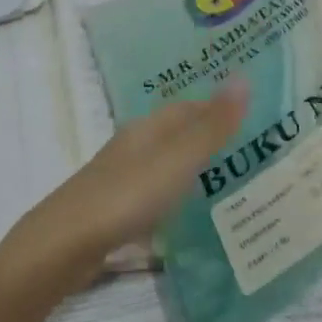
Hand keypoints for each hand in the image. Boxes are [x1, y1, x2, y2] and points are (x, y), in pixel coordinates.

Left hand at [0, 83, 248, 296]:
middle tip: (253, 156)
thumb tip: (244, 77)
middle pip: (175, 136)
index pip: (187, 108)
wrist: (66, 244)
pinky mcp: (115, 211)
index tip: (254, 119)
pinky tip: (190, 216)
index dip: (217, 109)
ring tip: (232, 186)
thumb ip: (211, 126)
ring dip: (193, 171)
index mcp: (146, 130)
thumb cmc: (126, 196)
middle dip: (209, 141)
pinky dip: (176, 199)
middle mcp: (132, 148)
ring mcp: (121, 180)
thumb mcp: (177, 160)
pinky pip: (154, 196)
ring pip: (165, 166)